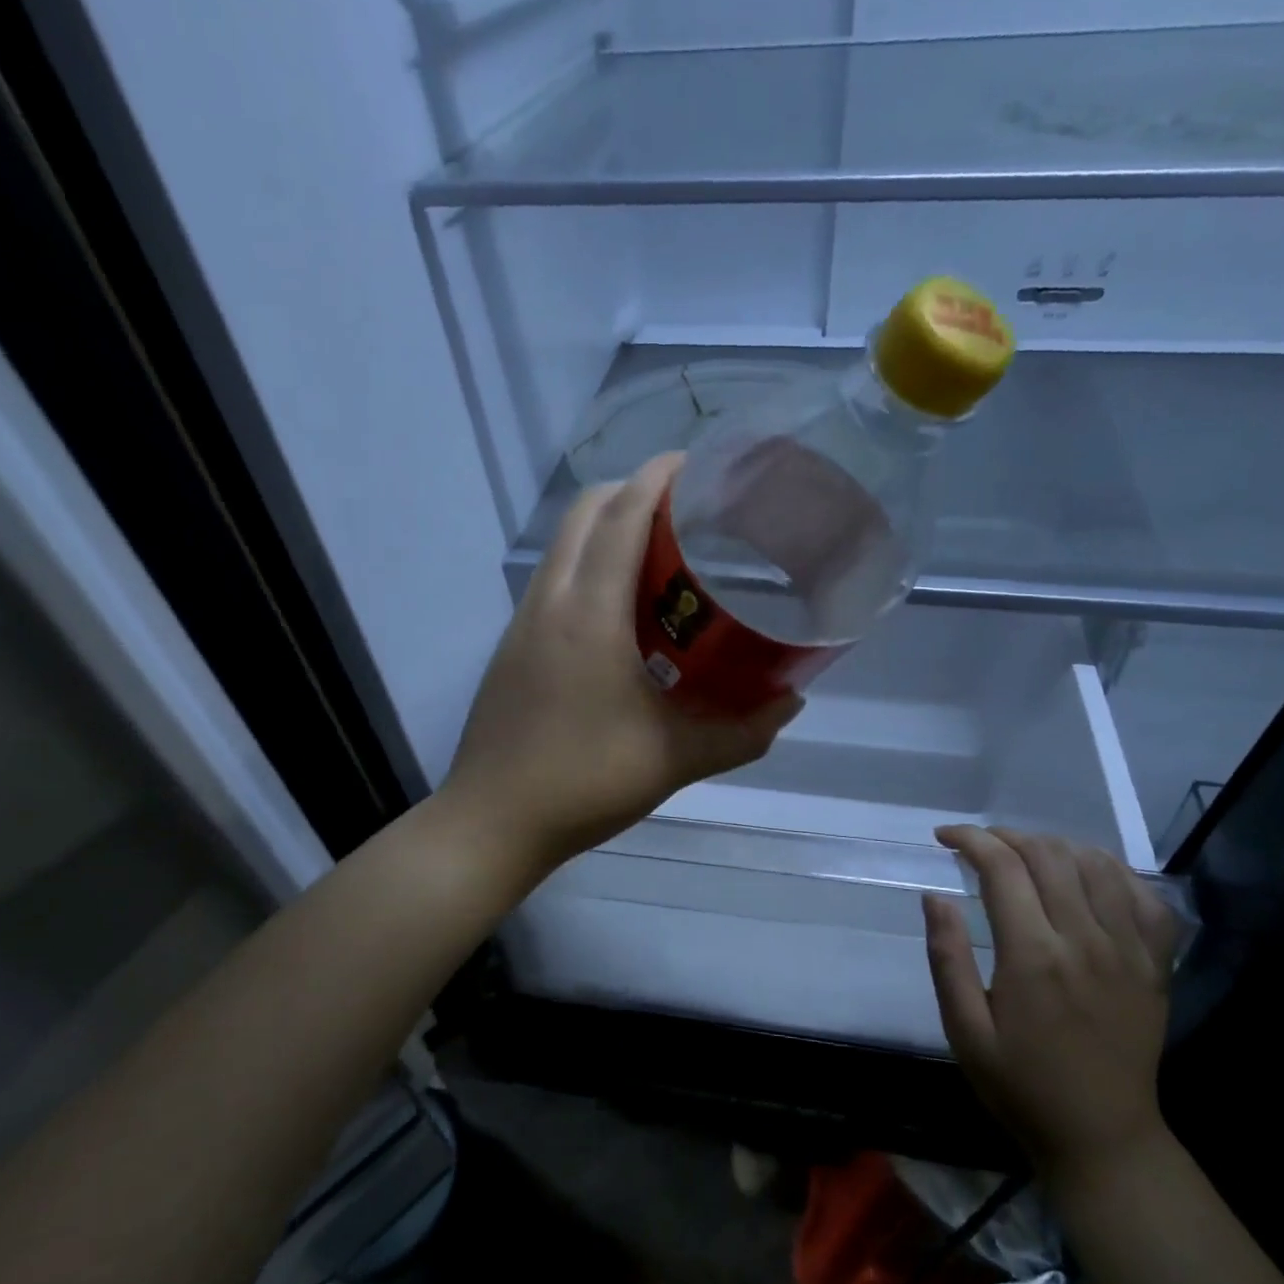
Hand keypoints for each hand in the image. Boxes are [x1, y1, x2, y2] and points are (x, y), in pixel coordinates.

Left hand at [442, 454, 801, 872]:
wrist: (492, 821)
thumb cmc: (584, 782)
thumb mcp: (674, 759)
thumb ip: (741, 732)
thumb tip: (790, 704)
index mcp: (589, 614)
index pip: (622, 515)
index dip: (659, 476)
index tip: (699, 463)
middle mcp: (550, 602)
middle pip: (585, 513)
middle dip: (633, 492)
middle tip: (688, 513)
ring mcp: (522, 623)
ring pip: (563, 545)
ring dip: (606, 529)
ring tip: (660, 556)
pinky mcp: (511, 647)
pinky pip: (552, 581)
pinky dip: (586, 567)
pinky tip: (619, 613)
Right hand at [923, 826, 1179, 1182]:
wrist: (1103, 1137)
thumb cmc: (1020, 1085)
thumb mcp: (964, 1029)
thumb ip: (948, 958)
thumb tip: (935, 897)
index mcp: (1033, 956)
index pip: (1002, 867)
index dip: (970, 840)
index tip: (945, 838)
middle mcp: (1086, 941)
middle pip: (1049, 855)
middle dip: (1006, 836)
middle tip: (980, 846)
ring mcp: (1130, 951)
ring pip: (1097, 865)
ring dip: (1055, 846)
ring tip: (1026, 855)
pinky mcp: (1157, 965)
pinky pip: (1146, 897)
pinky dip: (1115, 872)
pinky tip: (1088, 875)